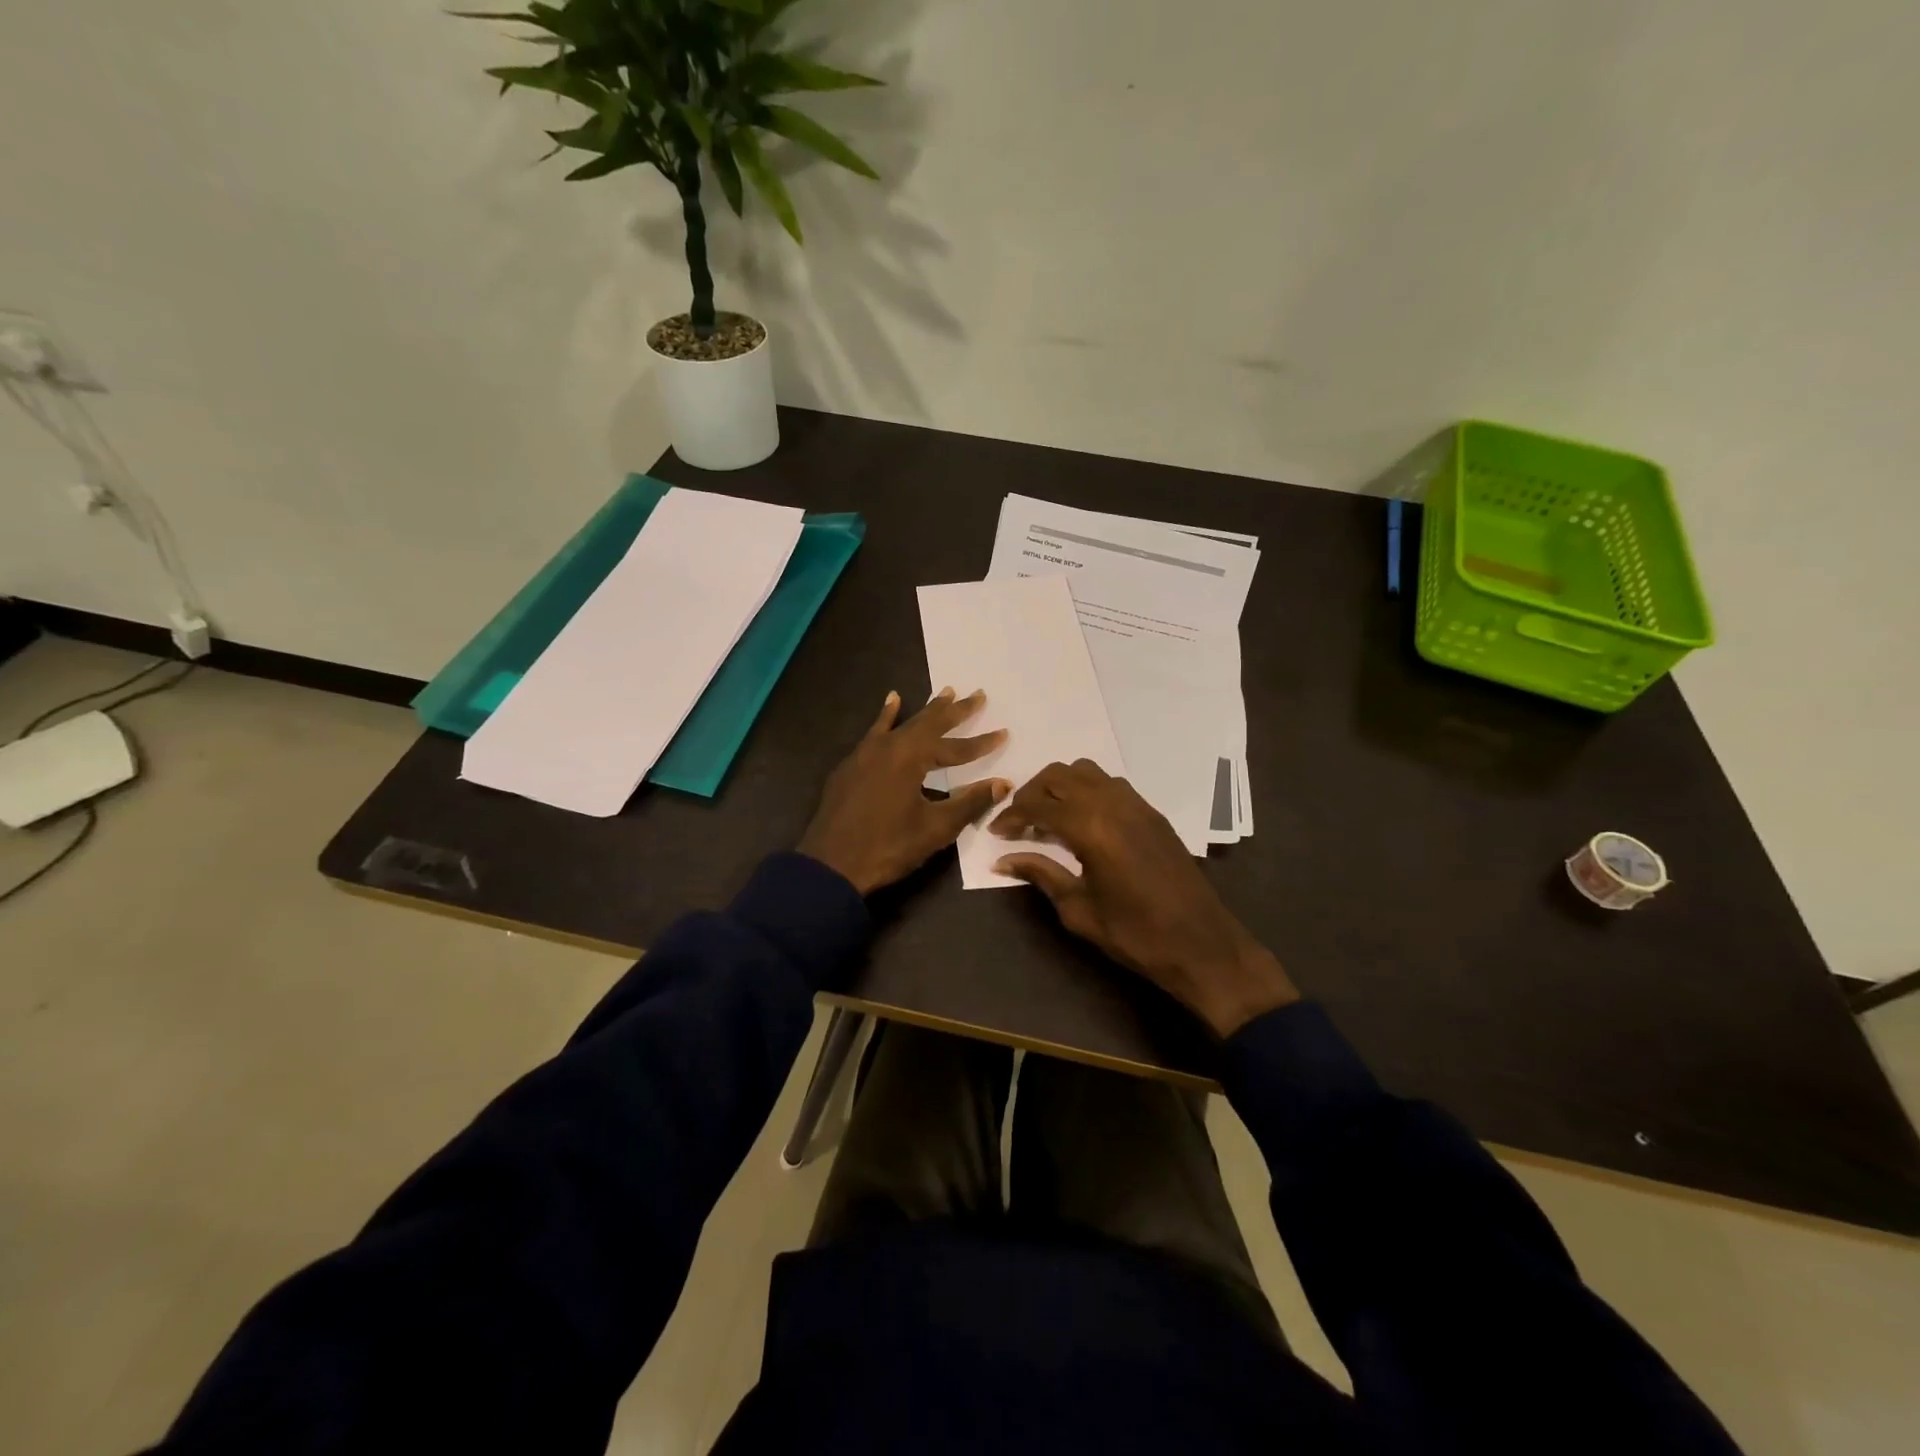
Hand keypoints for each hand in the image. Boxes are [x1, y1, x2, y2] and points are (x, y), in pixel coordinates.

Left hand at [798, 688, 1010, 895]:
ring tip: (946, 692)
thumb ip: (970, 802)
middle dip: (955, 711)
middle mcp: (889, 746)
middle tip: (977, 694)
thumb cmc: (888, 847)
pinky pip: (875, 731)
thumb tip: (1003, 784)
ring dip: (926, 711)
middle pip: (928, 724)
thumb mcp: (935, 828)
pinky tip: (892, 701)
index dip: (981, 744)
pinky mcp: (851, 765)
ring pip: (903, 724)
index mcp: (911, 757)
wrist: (831, 865)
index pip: (955, 748)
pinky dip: (886, 716)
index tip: (1004, 733)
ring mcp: (866, 753)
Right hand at [992, 759, 1297, 1036]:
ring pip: (1085, 772)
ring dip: (1060, 786)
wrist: (1202, 944)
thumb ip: (1041, 875)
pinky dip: (1086, 791)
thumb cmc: (1135, 935)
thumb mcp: (1079, 910)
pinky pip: (1110, 784)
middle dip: (1032, 793)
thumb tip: (1003, 860)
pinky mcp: (1151, 812)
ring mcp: (1136, 804)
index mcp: (1091, 827)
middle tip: (1017, 821)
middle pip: (1059, 775)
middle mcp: (1112, 803)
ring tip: (1047, 817)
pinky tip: (1081, 822)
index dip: (1011, 816)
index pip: (1038, 805)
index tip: (997, 833)